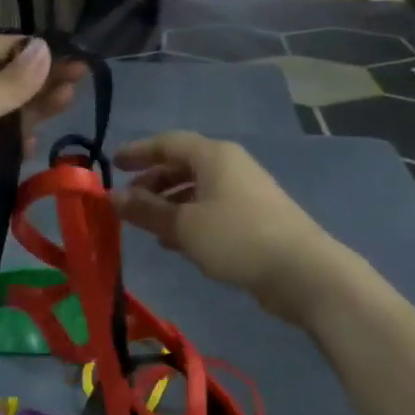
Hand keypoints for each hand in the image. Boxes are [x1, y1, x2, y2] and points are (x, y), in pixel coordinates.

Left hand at [0, 36, 83, 268]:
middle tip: (80, 73)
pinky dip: (24, 141)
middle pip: (6, 80)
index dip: (23, 48)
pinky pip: (8, 146)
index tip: (61, 50)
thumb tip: (45, 48)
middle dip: (40, 76)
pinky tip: (37, 142)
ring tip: (70, 98)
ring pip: (11, 113)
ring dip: (38, 106)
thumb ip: (10, 83)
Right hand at [111, 132, 339, 324]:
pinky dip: (189, 218)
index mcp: (213, 155)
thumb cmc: (237, 238)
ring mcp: (245, 191)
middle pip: (183, 164)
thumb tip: (113, 196)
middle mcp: (230, 165)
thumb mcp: (184, 225)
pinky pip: (211, 208)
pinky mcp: (254, 217)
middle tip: (128, 201)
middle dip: (153, 180)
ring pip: (197, 189)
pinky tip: (175, 242)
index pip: (168, 143)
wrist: (302, 271)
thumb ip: (146, 210)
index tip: (112, 164)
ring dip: (169, 203)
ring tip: (146, 225)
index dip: (138, 151)